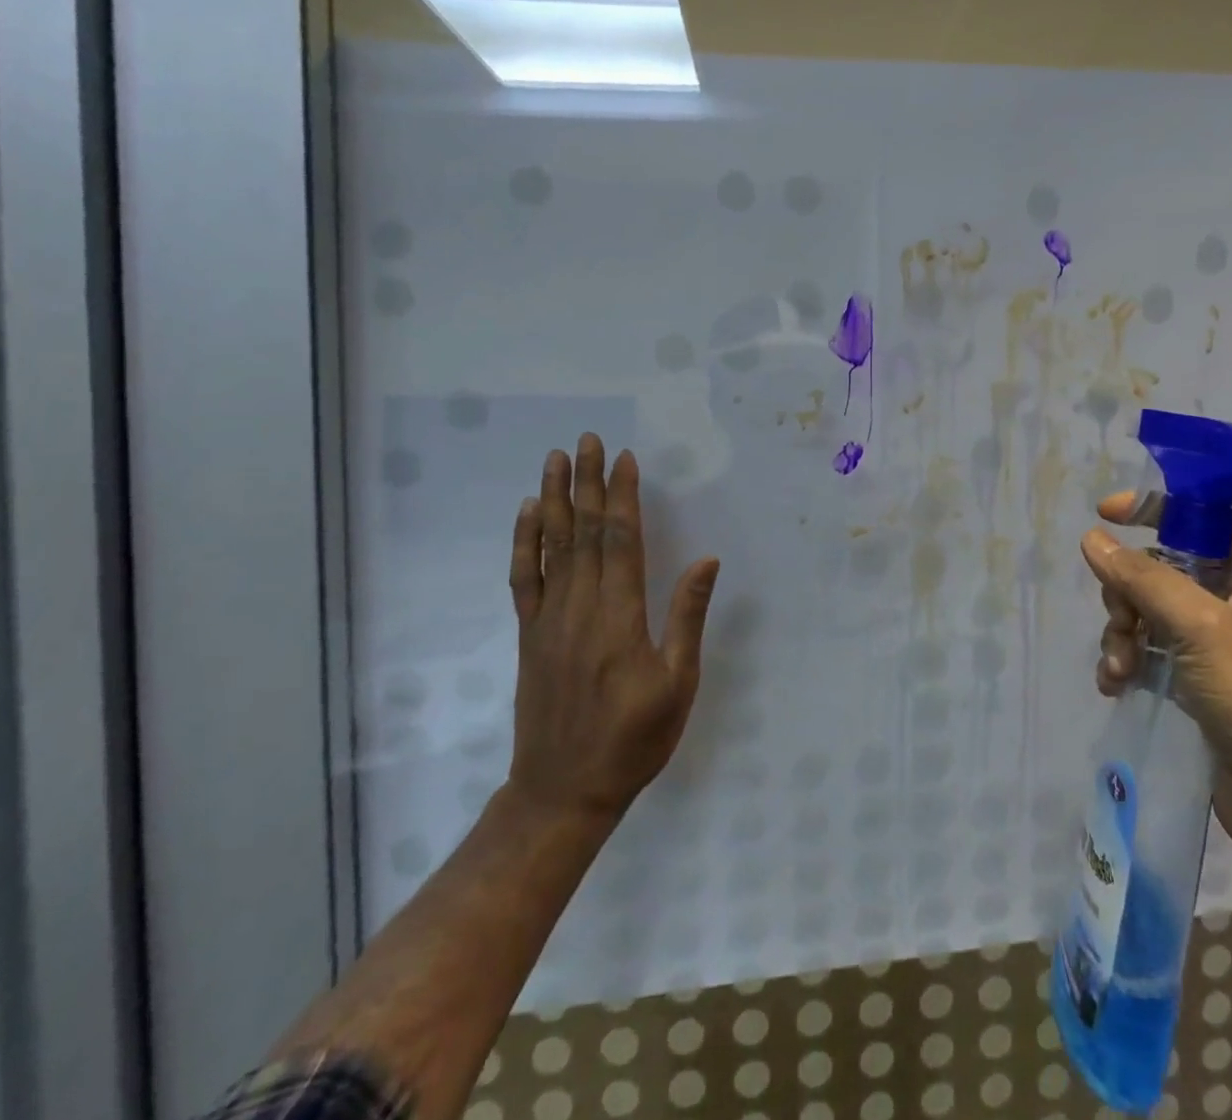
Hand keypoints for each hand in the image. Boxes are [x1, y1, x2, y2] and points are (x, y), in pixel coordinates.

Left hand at [504, 435, 720, 825]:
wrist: (563, 791)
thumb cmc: (634, 740)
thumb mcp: (678, 684)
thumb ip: (687, 617)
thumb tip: (707, 560)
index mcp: (620, 617)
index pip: (621, 541)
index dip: (623, 497)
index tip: (625, 459)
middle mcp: (581, 608)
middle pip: (585, 533)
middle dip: (589, 483)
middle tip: (588, 440)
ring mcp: (549, 620)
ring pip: (552, 547)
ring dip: (555, 499)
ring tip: (556, 460)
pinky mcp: (530, 636)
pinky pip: (525, 579)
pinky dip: (525, 543)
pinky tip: (529, 515)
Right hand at [1082, 493, 1231, 863]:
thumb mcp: (1200, 627)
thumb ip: (1144, 578)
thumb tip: (1093, 538)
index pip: (1195, 523)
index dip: (1151, 511)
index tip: (1104, 513)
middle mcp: (1230, 606)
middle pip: (1158, 572)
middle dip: (1127, 594)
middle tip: (1122, 623)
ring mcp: (1210, 648)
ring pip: (1145, 615)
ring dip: (1121, 635)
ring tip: (1118, 668)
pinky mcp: (1193, 686)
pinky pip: (1146, 654)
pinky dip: (1126, 664)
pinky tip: (1114, 686)